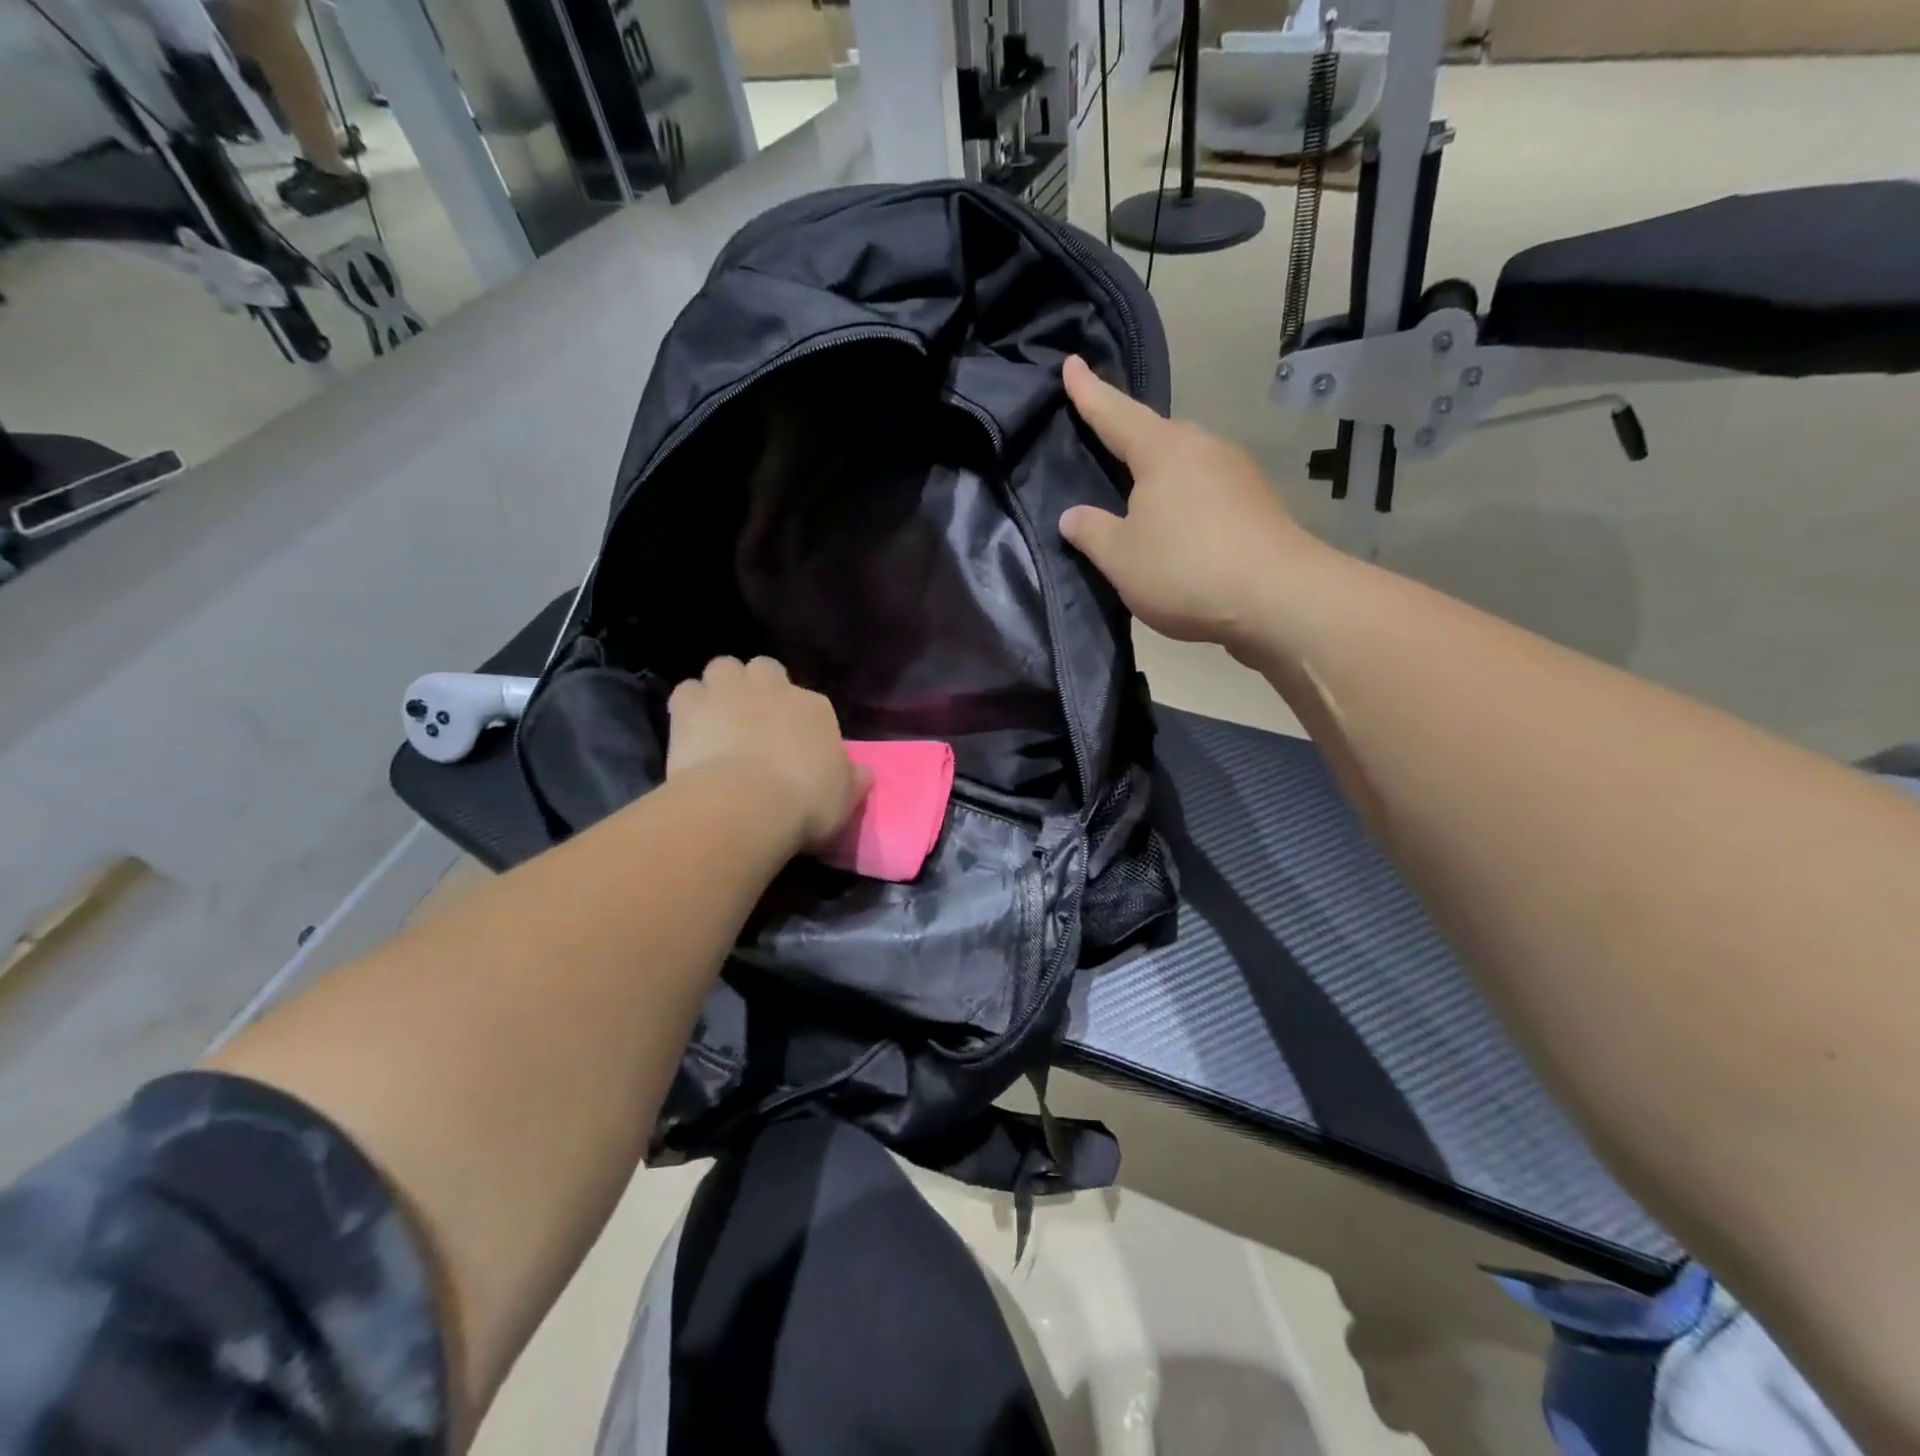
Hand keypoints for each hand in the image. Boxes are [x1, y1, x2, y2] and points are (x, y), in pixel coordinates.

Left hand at [667, 657, 868, 853]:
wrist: (745, 804)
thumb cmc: (804, 804)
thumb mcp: (844, 800)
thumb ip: (852, 780)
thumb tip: (862, 772)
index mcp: (815, 708)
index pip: (810, 703)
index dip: (799, 722)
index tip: (793, 747)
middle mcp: (774, 688)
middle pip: (766, 669)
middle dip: (759, 687)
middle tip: (754, 720)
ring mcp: (729, 691)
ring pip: (724, 667)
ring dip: (722, 687)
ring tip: (718, 717)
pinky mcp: (690, 705)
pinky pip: (686, 691)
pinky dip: (688, 706)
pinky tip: (689, 729)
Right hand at [1059, 356, 1314, 652]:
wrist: (1278, 599)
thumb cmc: (1185, 569)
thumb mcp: (1120, 557)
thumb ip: (1091, 532)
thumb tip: (1072, 516)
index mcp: (1164, 450)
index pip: (1116, 414)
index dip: (1088, 393)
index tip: (1071, 363)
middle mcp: (1204, 449)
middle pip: (1157, 436)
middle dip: (1129, 437)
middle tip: (1103, 441)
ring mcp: (1237, 476)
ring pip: (1185, 466)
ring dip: (1160, 478)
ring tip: (1138, 498)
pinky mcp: (1257, 507)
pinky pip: (1206, 494)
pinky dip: (1184, 503)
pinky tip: (1177, 529)